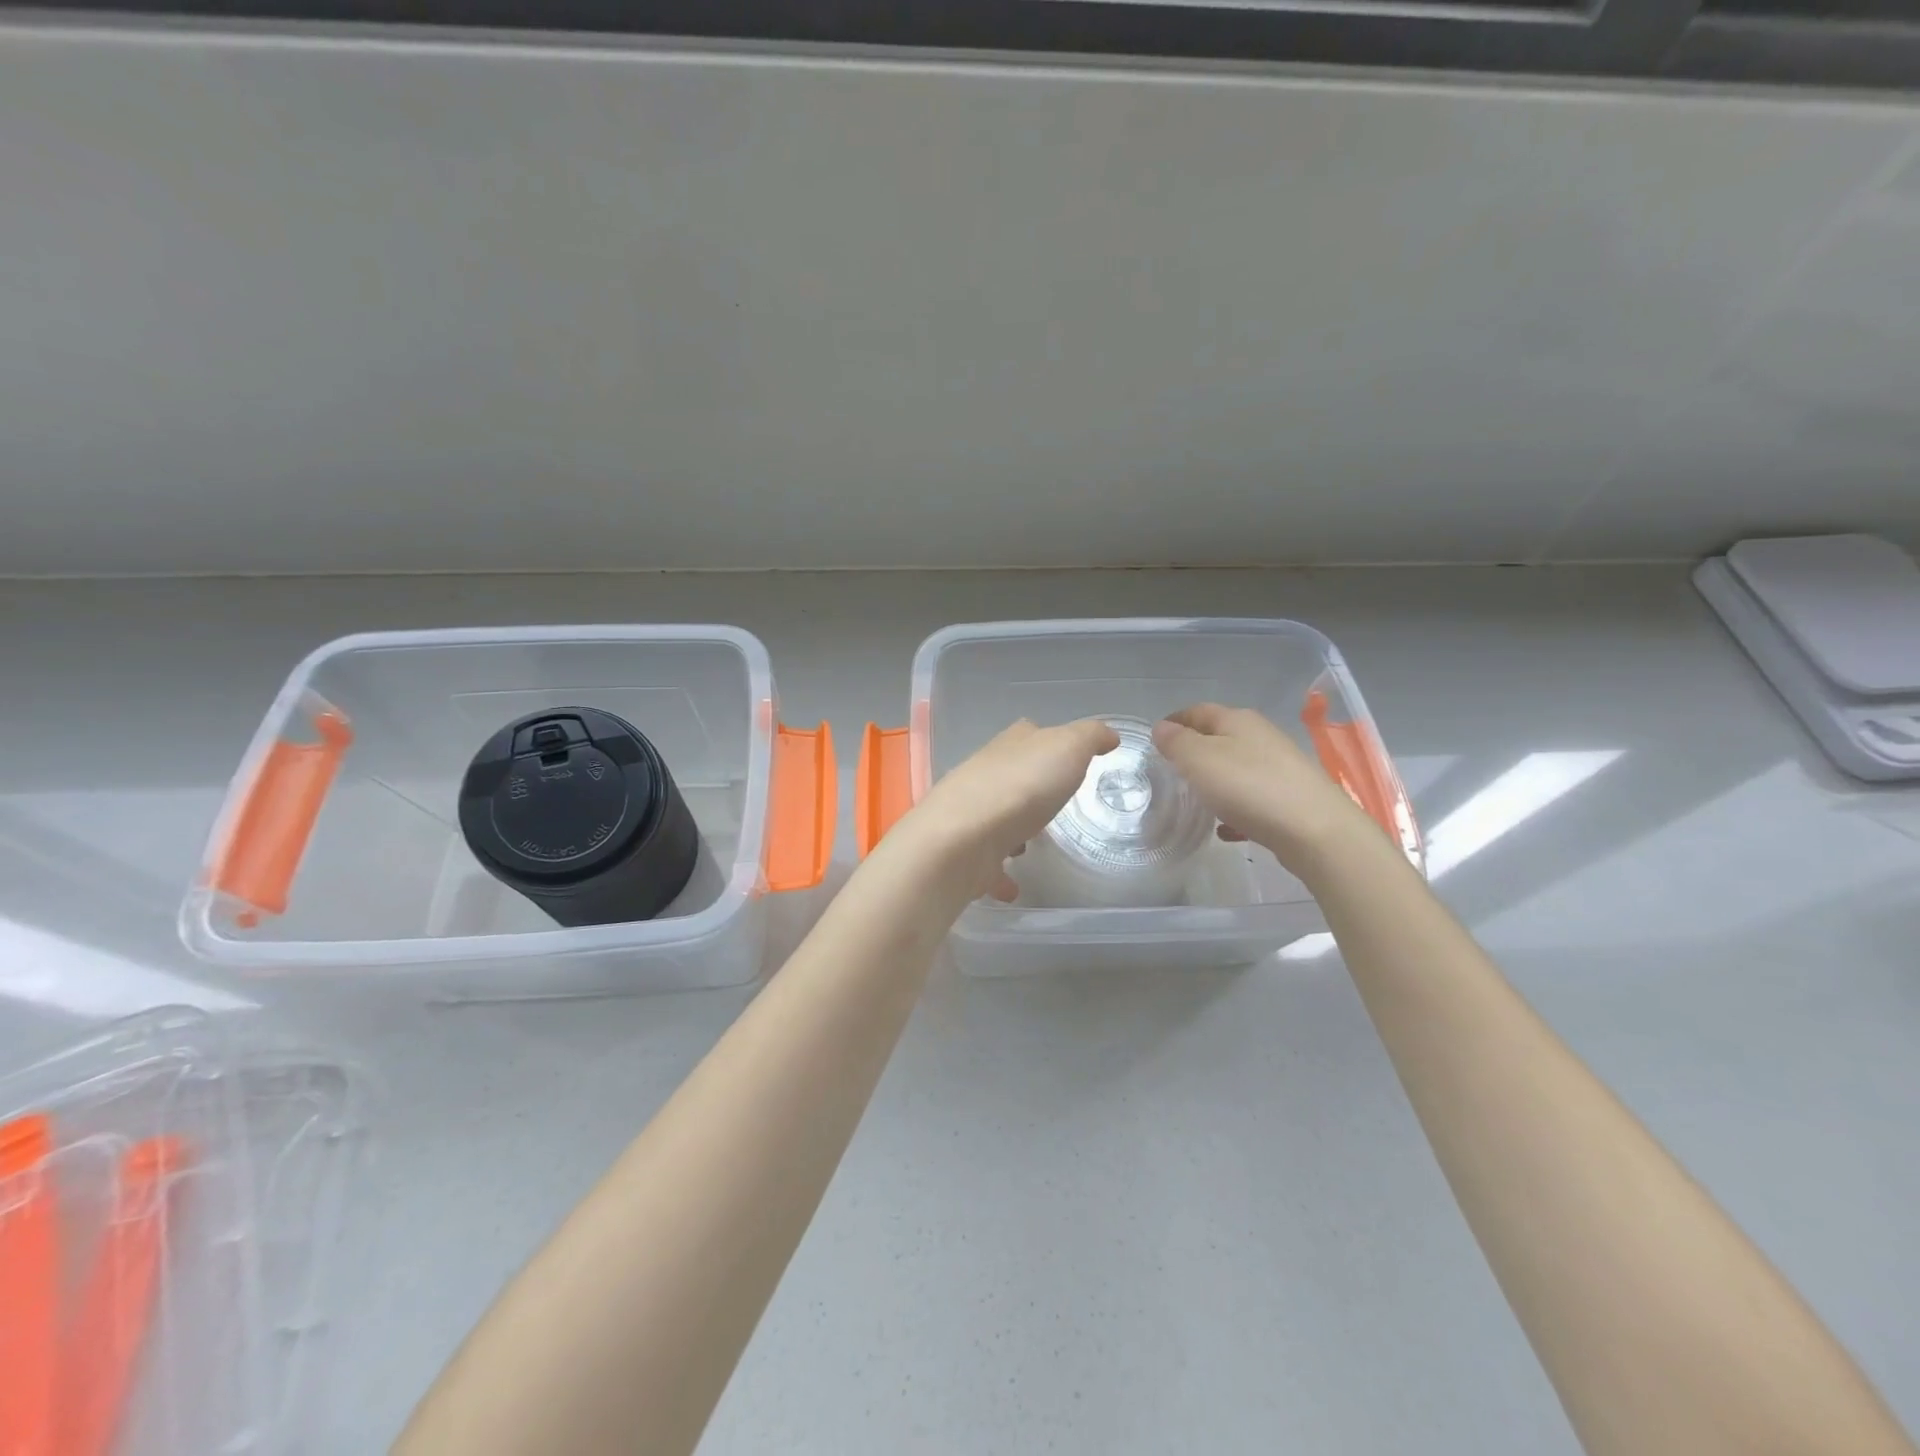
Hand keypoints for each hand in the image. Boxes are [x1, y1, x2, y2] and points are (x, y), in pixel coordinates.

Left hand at [883, 718, 1119, 903]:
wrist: (962, 839)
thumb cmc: (1022, 787)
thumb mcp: (1068, 747)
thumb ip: (1090, 737)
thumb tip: (1108, 734)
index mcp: (1010, 746)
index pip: (1027, 734)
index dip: (1046, 740)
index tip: (1067, 756)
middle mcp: (984, 775)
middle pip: (1010, 775)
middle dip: (1030, 787)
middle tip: (1054, 803)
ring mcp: (970, 815)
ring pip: (995, 816)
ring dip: (1011, 828)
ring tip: (1032, 843)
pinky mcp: (964, 854)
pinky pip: (986, 863)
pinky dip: (999, 873)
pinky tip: (1014, 885)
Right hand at [1151, 703, 1372, 874]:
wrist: (1315, 830)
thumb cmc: (1249, 786)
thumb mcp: (1199, 759)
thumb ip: (1176, 742)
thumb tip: (1162, 728)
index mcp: (1238, 720)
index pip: (1198, 710)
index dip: (1175, 720)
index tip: (1154, 737)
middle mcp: (1261, 737)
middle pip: (1220, 737)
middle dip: (1194, 750)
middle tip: (1169, 769)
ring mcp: (1280, 768)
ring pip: (1237, 767)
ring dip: (1214, 779)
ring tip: (1194, 799)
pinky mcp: (1290, 798)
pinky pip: (1252, 798)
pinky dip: (1234, 808)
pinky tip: (1224, 828)